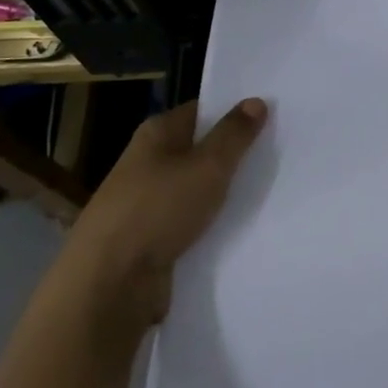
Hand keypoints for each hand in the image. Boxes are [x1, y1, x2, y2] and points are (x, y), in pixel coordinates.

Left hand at [62, 98, 267, 341]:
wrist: (108, 286)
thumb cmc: (157, 210)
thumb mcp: (206, 166)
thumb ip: (234, 134)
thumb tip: (255, 101)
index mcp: (157, 133)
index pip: (203, 111)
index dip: (234, 112)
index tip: (272, 118)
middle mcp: (149, 162)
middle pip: (200, 150)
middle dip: (233, 155)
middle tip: (279, 154)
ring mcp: (147, 203)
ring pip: (196, 190)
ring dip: (223, 195)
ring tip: (270, 193)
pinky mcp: (150, 241)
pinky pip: (189, 224)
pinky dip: (210, 226)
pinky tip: (241, 230)